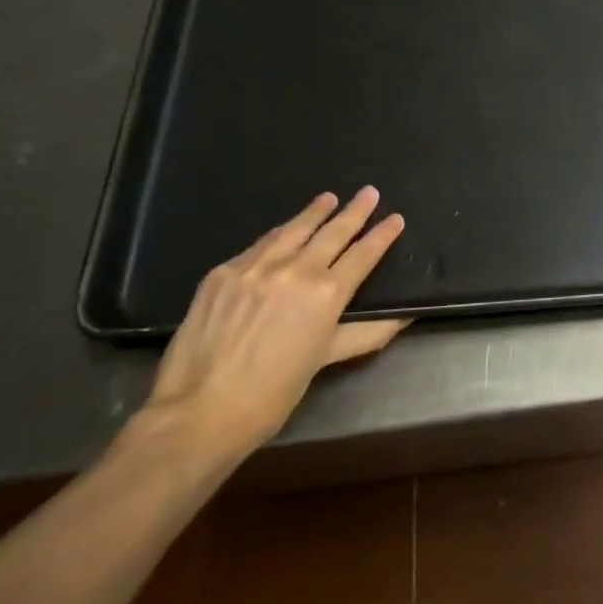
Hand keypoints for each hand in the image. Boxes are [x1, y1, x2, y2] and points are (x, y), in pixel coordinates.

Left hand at [142, 188, 408, 462]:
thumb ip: (368, 333)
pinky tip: (284, 230)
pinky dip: (279, 233)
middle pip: (332, 232)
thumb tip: (404, 316)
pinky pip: (259, 245)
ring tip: (329, 198)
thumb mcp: (326, 360)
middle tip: (369, 192)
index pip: (363, 254)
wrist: (198, 411)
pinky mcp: (222, 272)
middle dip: (355, 211)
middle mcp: (295, 270)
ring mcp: (255, 267)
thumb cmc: (273, 394)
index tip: (395, 218)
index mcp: (327, 294)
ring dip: (315, 212)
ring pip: (293, 229)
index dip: (382, 235)